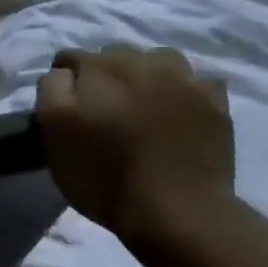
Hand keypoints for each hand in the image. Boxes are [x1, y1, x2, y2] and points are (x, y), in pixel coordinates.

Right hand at [35, 46, 235, 241]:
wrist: (176, 210)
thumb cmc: (103, 174)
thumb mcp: (54, 132)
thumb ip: (51, 89)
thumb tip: (63, 73)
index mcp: (99, 68)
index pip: (70, 58)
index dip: (63, 81)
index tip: (64, 108)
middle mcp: (142, 61)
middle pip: (114, 55)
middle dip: (104, 76)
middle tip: (103, 112)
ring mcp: (184, 78)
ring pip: (157, 60)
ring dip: (145, 75)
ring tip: (142, 107)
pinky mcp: (216, 101)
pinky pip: (195, 81)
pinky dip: (183, 90)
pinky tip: (178, 112)